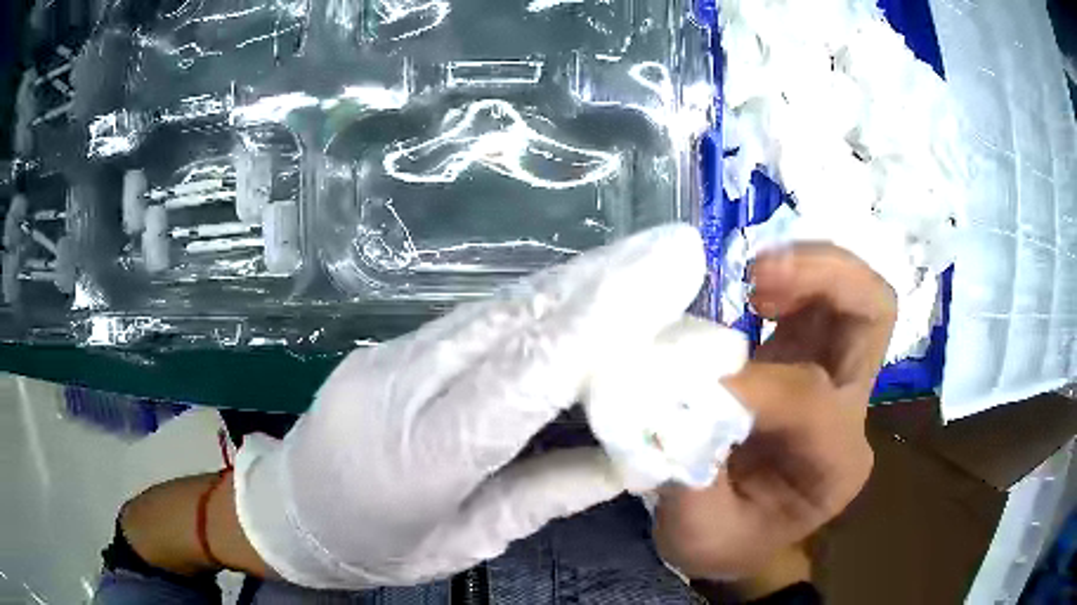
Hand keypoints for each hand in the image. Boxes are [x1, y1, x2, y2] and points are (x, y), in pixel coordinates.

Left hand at [234, 224, 708, 588]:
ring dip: (582, 280)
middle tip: (678, 249)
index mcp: (421, 459)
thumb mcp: (467, 544)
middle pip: (516, 322)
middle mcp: (403, 389)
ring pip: (502, 308)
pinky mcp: (394, 345)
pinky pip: (481, 317)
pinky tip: (590, 287)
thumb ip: (551, 495)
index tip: (669, 277)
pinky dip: (545, 300)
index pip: (521, 378)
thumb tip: (639, 457)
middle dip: (606, 279)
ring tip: (650, 260)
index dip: (599, 322)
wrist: (292, 509)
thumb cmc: (379, 545)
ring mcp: (392, 356)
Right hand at [654, 244, 895, 579]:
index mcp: (836, 467)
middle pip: (874, 316)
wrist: (741, 540)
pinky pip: (820, 298)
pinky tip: (751, 287)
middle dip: (827, 277)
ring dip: (810, 266)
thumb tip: (666, 397)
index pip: (811, 402)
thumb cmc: (723, 542)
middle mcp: (852, 414)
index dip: (753, 382)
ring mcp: (836, 379)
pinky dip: (792, 276)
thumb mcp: (698, 533)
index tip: (686, 380)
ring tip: (754, 275)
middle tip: (760, 279)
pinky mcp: (809, 357)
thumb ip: (688, 472)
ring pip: (857, 295)